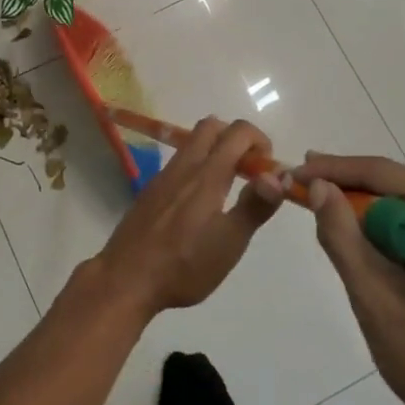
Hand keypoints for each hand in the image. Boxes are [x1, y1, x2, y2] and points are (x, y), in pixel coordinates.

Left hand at [91, 117, 281, 318]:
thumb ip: (255, 206)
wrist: (127, 277)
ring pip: (192, 143)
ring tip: (229, 188)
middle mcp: (184, 166)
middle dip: (236, 138)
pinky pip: (179, 163)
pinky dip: (198, 166)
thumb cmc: (185, 264)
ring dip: (216, 151)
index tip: (268, 169)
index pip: (237, 132)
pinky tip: (200, 204)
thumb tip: (278, 175)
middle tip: (250, 171)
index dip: (259, 140)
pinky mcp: (151, 190)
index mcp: (207, 174)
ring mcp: (163, 176)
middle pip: (211, 126)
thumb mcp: (229, 242)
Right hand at [257, 153, 404, 404]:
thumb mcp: (375, 296)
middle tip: (305, 194)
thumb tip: (319, 185)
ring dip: (370, 217)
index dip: (332, 168)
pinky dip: (394, 238)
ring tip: (328, 221)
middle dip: (350, 191)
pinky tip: (369, 253)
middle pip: (399, 188)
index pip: (382, 172)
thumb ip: (341, 234)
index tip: (294, 173)